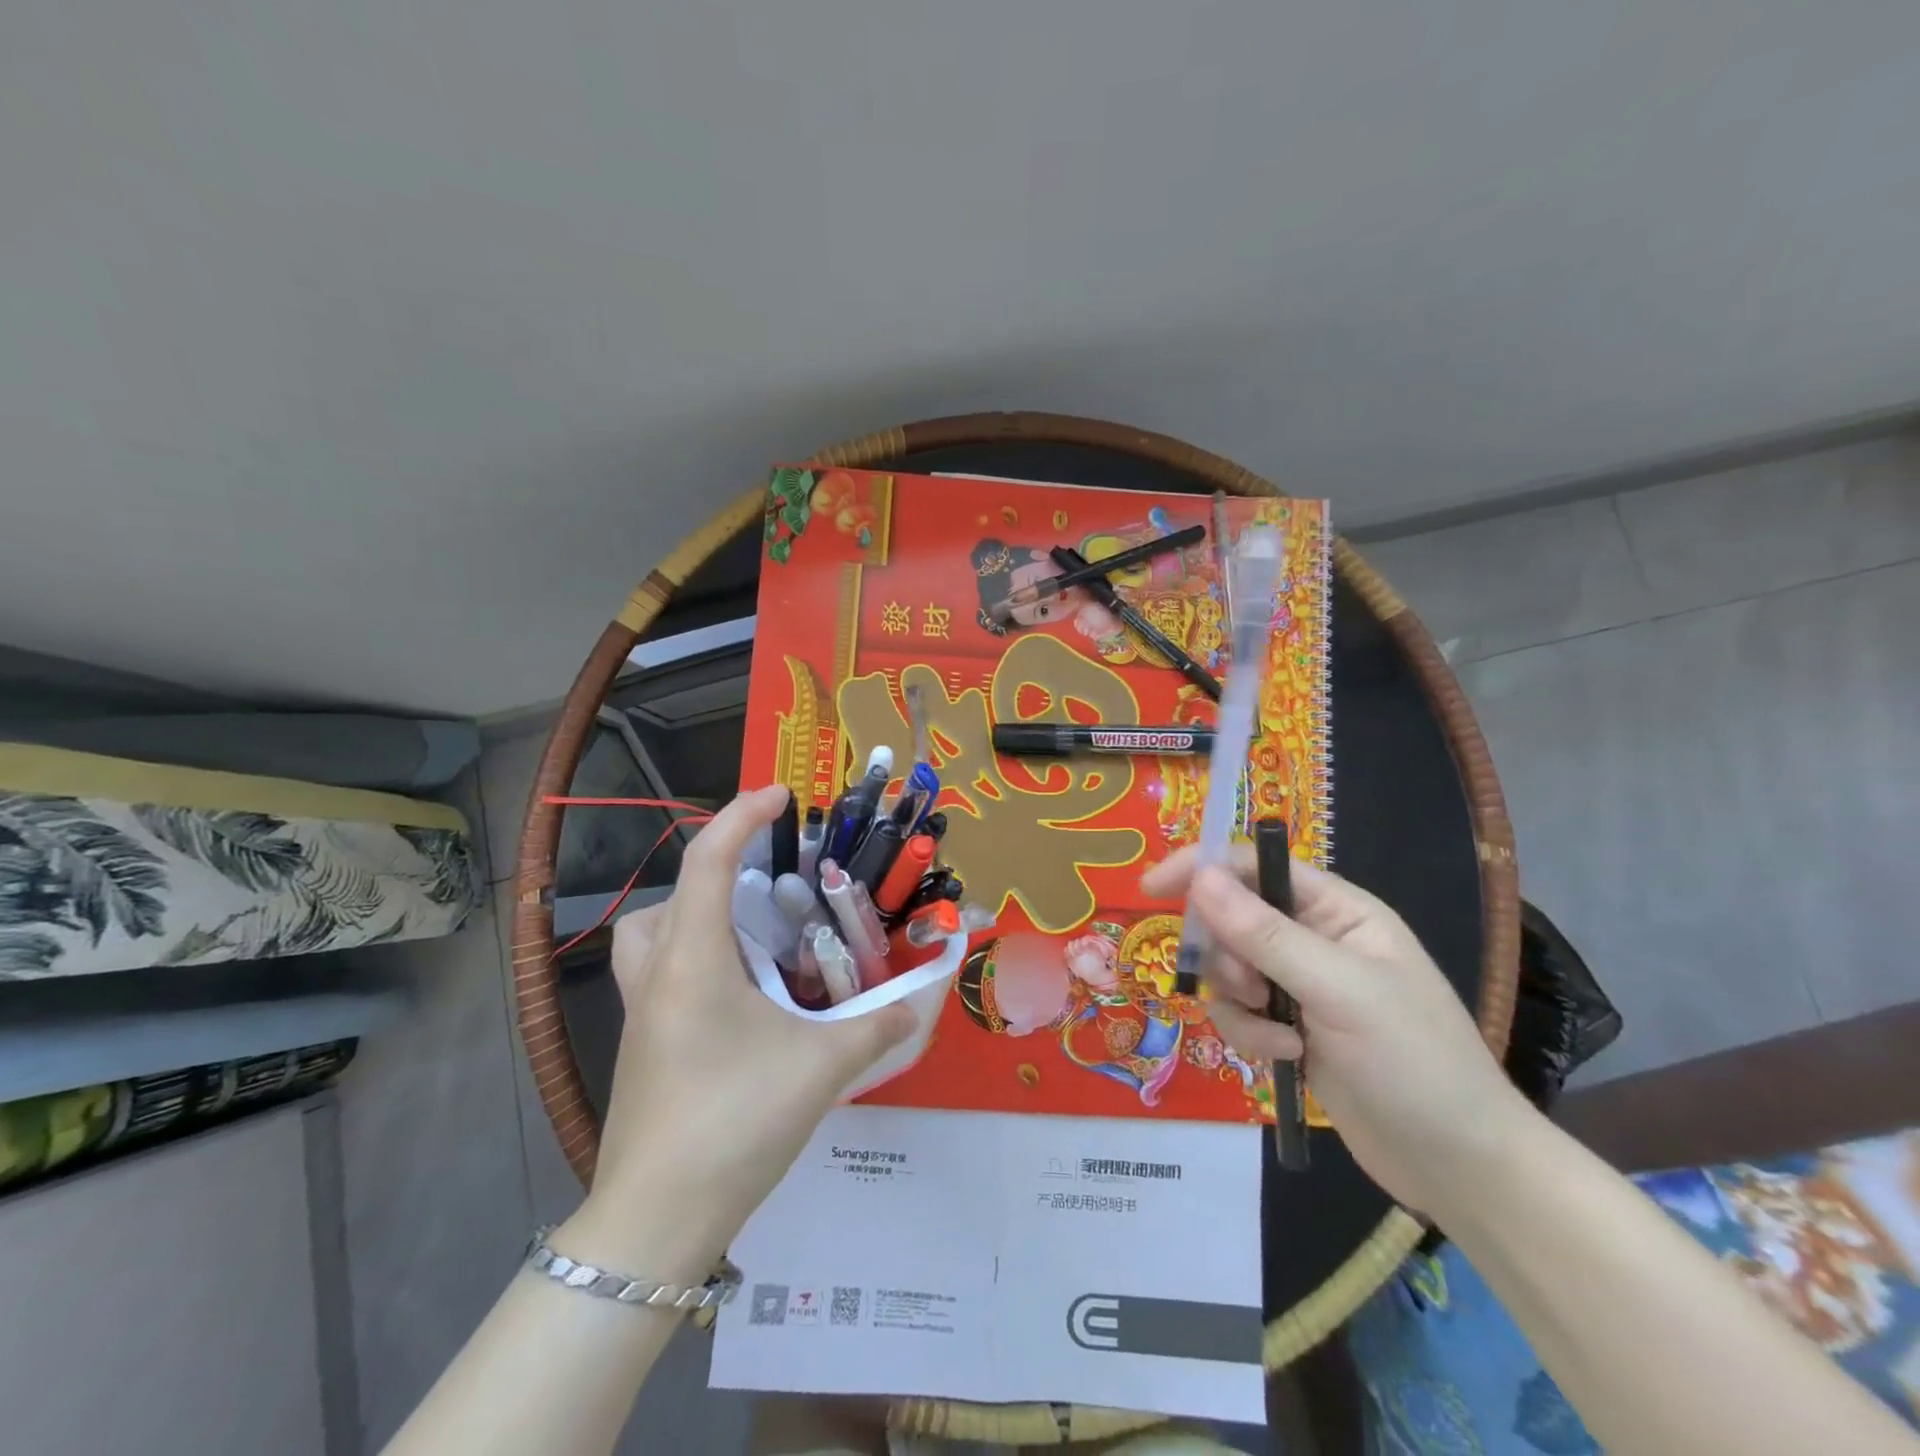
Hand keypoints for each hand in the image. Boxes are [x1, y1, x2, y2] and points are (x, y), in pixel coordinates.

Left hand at [563, 786, 913, 1273]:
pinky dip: (695, 963)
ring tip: (751, 941)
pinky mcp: (641, 1047)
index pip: (709, 861)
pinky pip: (659, 977)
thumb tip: (918, 1004)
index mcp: (694, 960)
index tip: (782, 796)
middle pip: (669, 897)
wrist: (655, 1223)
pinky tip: (741, 1001)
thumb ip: (877, 1028)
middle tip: (770, 891)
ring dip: (695, 919)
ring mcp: (640, 1014)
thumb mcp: (821, 1069)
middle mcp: (657, 975)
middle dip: (716, 874)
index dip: (742, 815)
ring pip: (650, 937)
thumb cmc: (735, 1124)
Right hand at [1140, 847, 1529, 1216]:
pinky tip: (1287, 1058)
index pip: (1254, 865)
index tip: (1152, 889)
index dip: (1201, 868)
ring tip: (1279, 1034)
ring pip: (1228, 969)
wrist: (1460, 1167)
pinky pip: (1237, 1012)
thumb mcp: (1339, 990)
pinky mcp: (1288, 1028)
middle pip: (1231, 917)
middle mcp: (1314, 938)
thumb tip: (1199, 877)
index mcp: (1337, 909)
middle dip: (1228, 955)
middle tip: (1248, 988)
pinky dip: (1249, 1034)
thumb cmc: (1416, 1062)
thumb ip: (1265, 934)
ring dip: (1239, 1002)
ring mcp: (1299, 985)